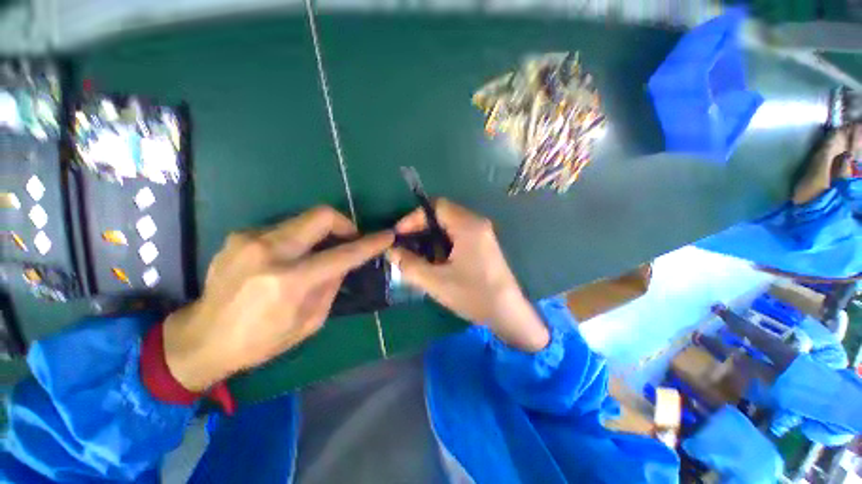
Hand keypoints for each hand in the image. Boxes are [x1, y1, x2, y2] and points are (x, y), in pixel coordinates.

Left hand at [164, 206, 393, 391]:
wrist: (201, 338)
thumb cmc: (261, 340)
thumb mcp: (310, 322)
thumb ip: (331, 286)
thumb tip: (344, 263)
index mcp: (290, 282)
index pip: (343, 254)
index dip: (369, 243)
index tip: (386, 236)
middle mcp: (269, 252)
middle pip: (321, 216)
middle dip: (345, 224)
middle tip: (349, 239)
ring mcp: (250, 239)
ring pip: (303, 219)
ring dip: (320, 233)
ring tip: (318, 253)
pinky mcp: (239, 235)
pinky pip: (283, 228)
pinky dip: (297, 239)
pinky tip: (289, 258)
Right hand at [388, 199, 548, 351]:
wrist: (508, 313)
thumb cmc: (473, 295)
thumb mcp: (436, 281)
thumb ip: (410, 264)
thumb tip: (391, 251)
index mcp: (468, 226)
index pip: (436, 207)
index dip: (414, 218)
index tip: (399, 235)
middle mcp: (477, 223)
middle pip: (443, 214)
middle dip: (421, 227)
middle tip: (405, 244)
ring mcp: (482, 234)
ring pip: (450, 225)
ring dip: (431, 236)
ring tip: (417, 253)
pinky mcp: (483, 244)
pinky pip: (458, 234)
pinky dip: (443, 242)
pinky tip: (435, 259)